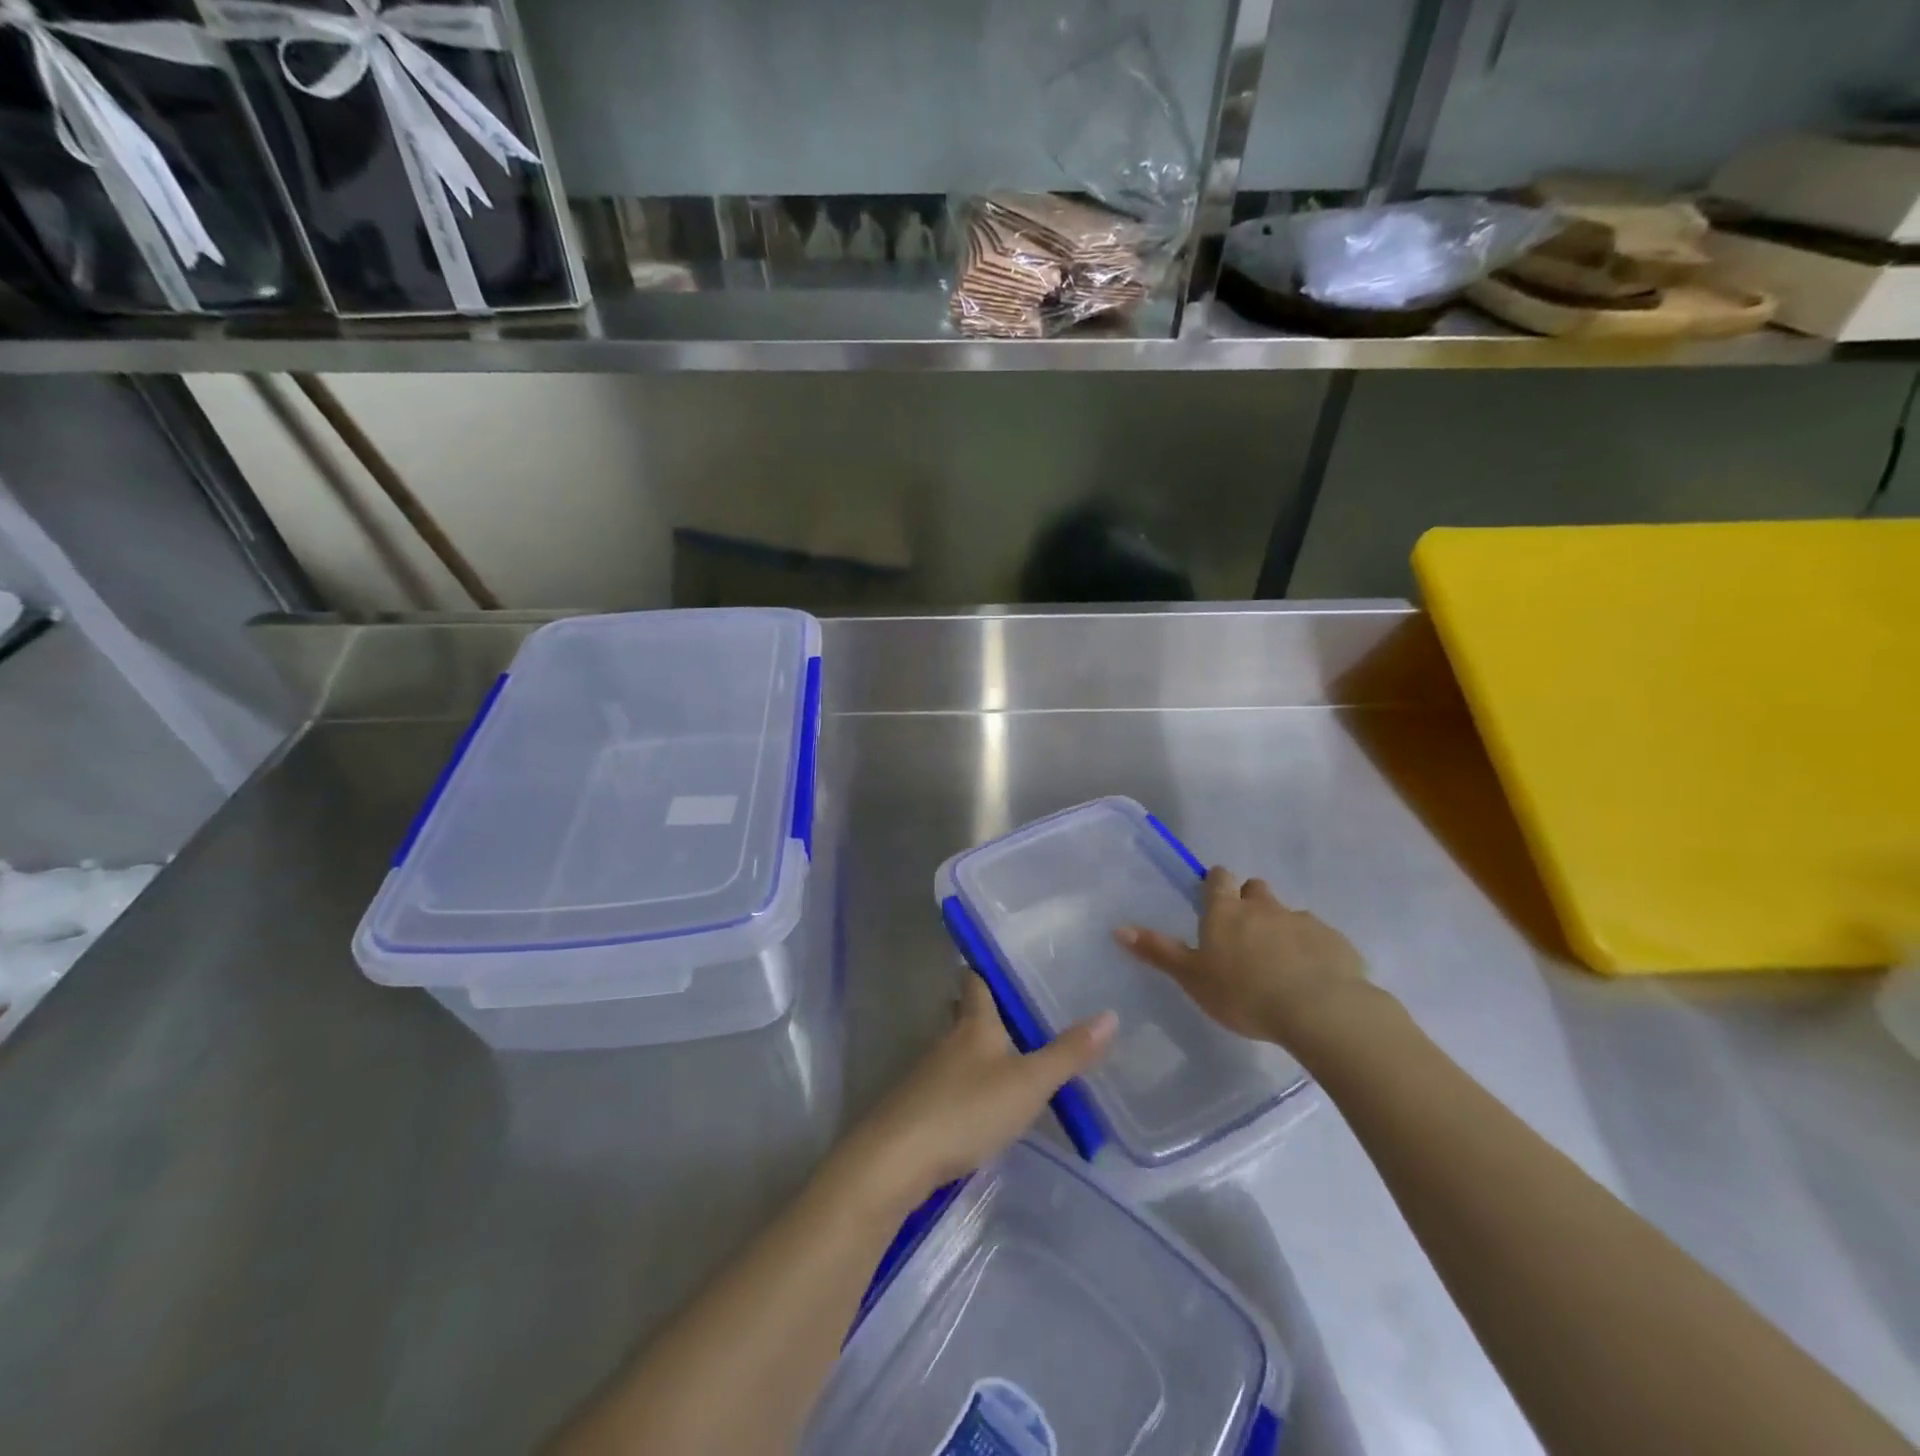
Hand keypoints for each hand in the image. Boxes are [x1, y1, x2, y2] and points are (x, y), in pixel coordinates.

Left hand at [843, 974, 1115, 1207]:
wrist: (898, 1159)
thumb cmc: (967, 1109)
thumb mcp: (1028, 1083)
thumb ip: (1068, 1053)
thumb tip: (1110, 1015)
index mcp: (974, 1024)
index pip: (976, 980)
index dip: (987, 968)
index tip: (1004, 959)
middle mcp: (948, 1039)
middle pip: (964, 1013)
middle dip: (985, 1010)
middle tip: (1019, 1011)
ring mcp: (929, 1074)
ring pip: (957, 1050)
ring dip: (978, 1050)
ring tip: (1012, 1057)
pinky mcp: (919, 1108)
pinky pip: (949, 1084)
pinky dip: (968, 1084)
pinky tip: (984, 1104)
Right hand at [1116, 866, 1370, 1049]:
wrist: (1319, 1010)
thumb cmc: (1243, 994)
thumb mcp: (1192, 977)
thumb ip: (1158, 952)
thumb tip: (1118, 928)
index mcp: (1225, 912)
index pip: (1218, 879)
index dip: (1215, 882)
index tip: (1214, 893)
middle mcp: (1263, 907)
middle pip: (1255, 889)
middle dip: (1250, 900)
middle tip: (1245, 930)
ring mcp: (1302, 921)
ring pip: (1288, 914)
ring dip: (1282, 928)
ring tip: (1280, 961)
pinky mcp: (1335, 942)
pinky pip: (1320, 939)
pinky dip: (1313, 950)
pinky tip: (1313, 977)